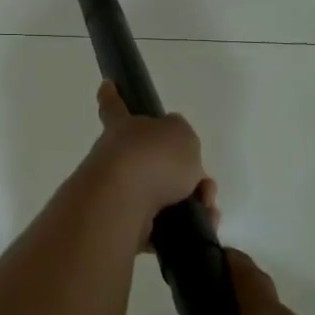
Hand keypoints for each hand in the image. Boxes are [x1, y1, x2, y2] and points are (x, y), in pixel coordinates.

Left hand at [85, 81, 214, 247]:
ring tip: (209, 211)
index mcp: (125, 128)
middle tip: (204, 186)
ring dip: (191, 204)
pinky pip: (159, 227)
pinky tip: (201, 229)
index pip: (115, 106)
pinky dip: (182, 230)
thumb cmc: (151, 157)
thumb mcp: (181, 134)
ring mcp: (117, 192)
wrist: (123, 203)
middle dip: (183, 174)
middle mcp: (116, 158)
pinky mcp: (124, 225)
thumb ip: (181, 138)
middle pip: (151, 161)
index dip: (112, 95)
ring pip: (161, 197)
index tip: (106, 84)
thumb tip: (175, 151)